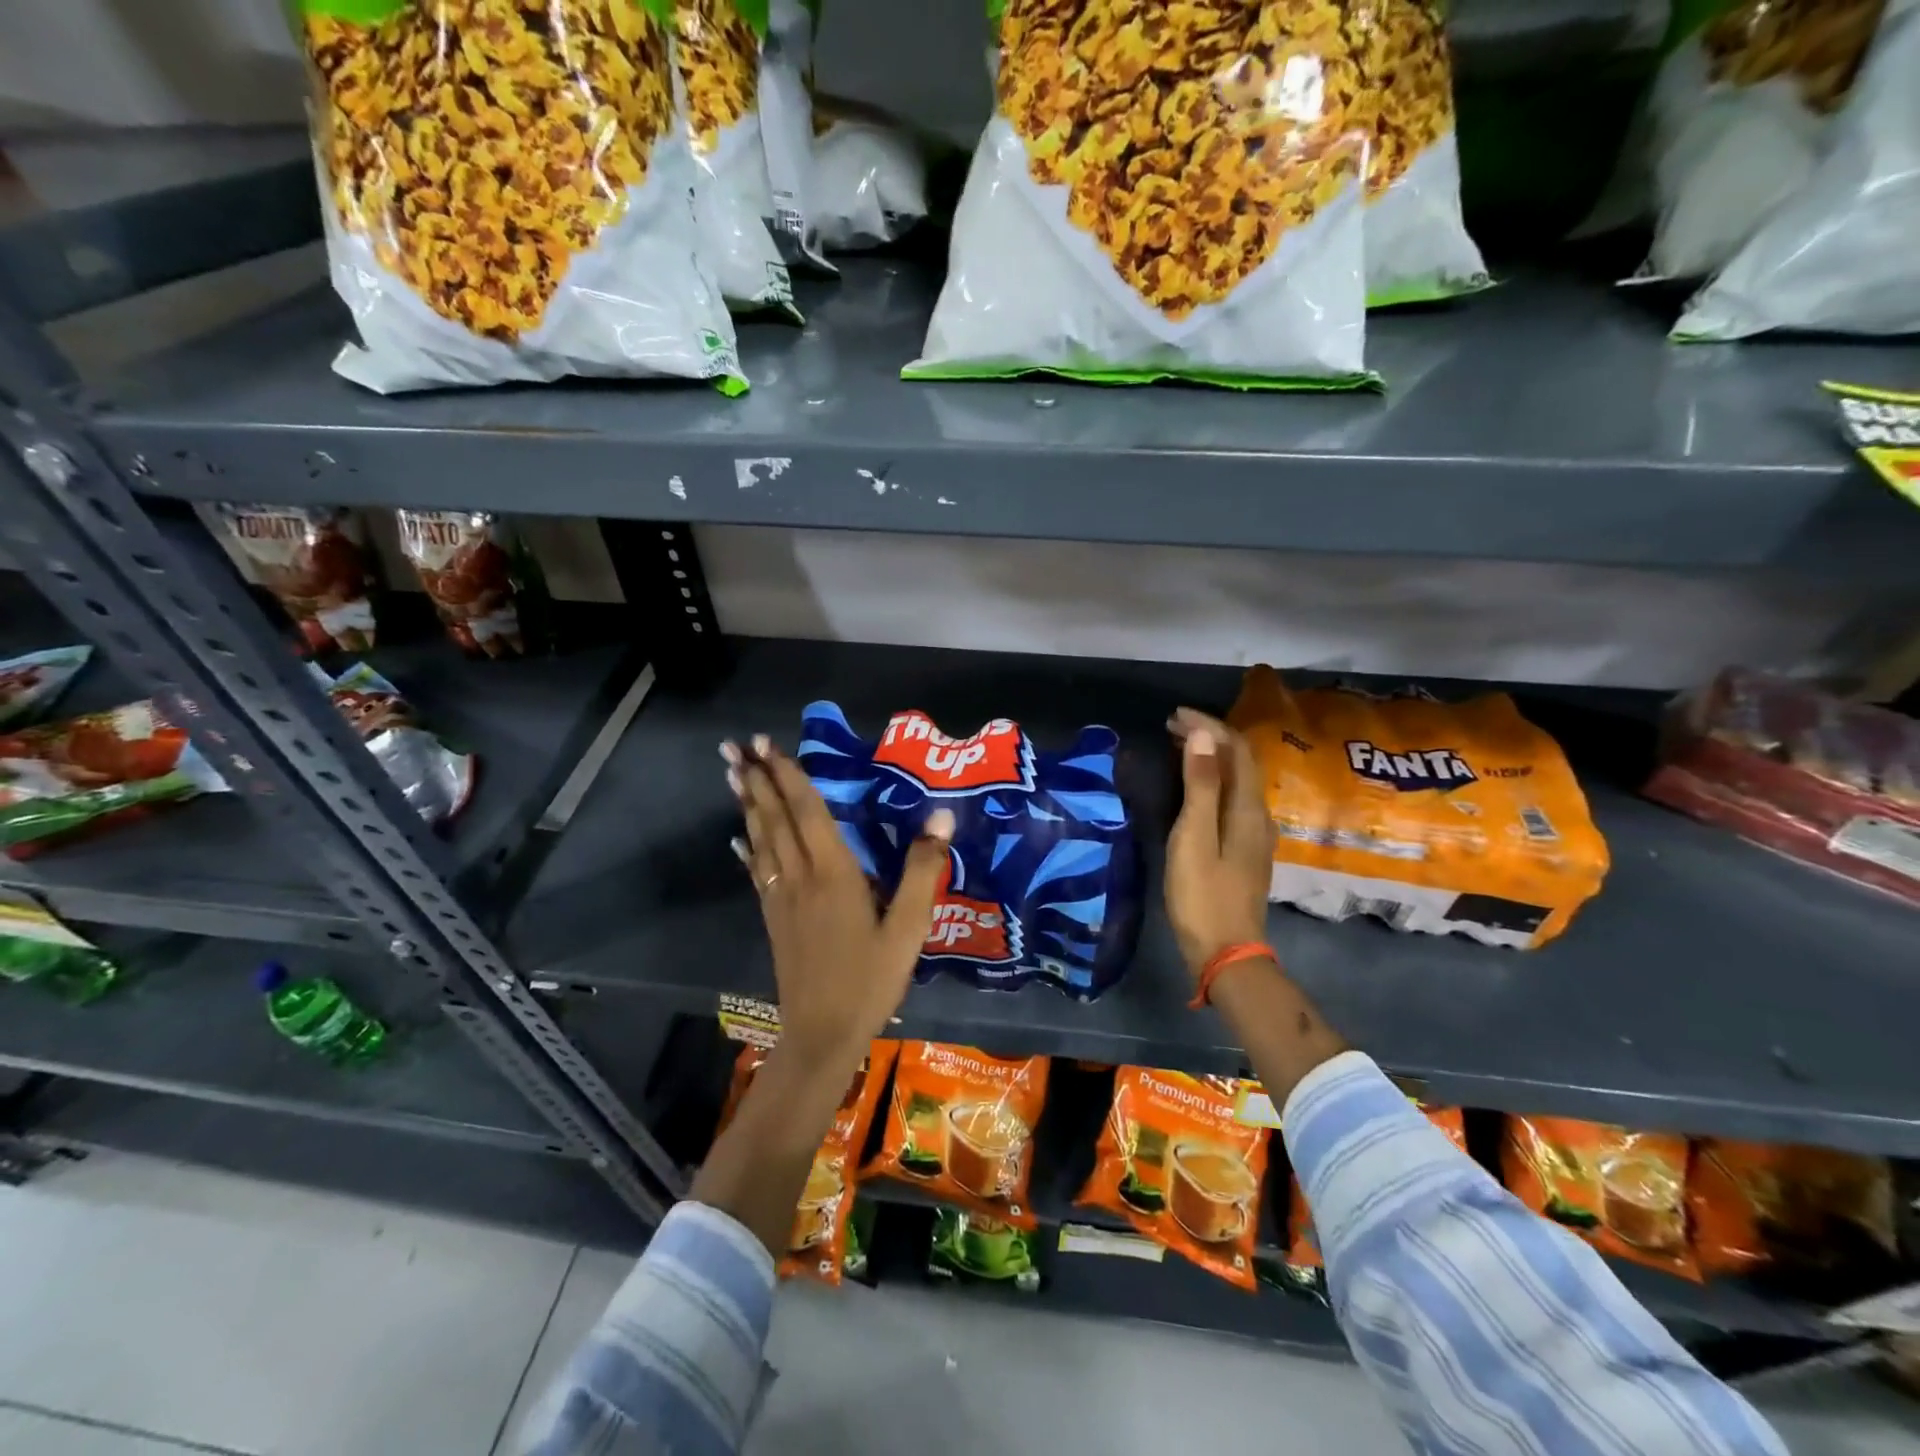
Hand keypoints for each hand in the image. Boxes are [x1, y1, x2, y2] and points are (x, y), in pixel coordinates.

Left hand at [725, 736, 953, 1063]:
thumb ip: (922, 871)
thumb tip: (941, 815)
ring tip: (732, 774)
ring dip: (747, 804)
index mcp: (833, 872)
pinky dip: (748, 846)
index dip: (788, 775)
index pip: (808, 811)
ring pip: (760, 840)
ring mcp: (781, 898)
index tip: (766, 744)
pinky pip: (757, 869)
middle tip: (734, 746)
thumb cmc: (870, 979)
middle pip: (774, 819)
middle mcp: (800, 876)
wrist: (821, 1034)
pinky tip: (739, 836)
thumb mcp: (908, 928)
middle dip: (757, 779)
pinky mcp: (774, 918)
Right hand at [1164, 708, 1275, 982]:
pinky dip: (1211, 781)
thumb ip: (1200, 786)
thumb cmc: (1203, 895)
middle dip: (1209, 738)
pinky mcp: (1244, 851)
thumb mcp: (1194, 837)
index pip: (1236, 750)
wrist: (1225, 953)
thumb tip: (1202, 736)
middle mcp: (1259, 816)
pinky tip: (1192, 788)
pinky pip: (1231, 800)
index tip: (1173, 716)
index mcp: (1249, 809)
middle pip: (1240, 763)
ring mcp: (1255, 835)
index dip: (1209, 726)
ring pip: (1237, 781)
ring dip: (1210, 759)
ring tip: (1178, 748)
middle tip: (1170, 727)